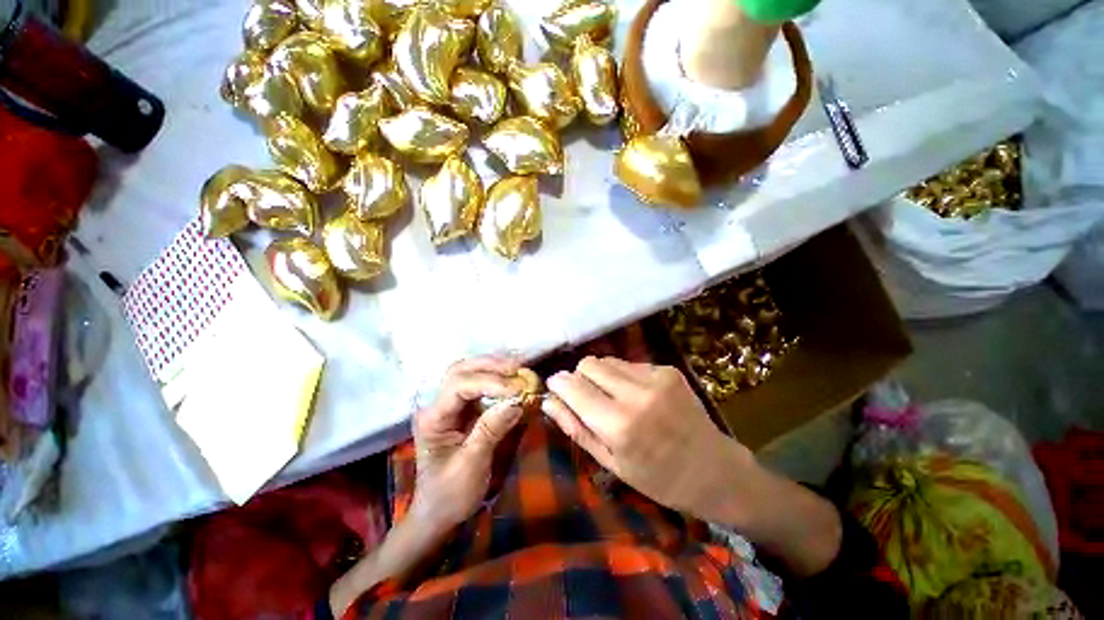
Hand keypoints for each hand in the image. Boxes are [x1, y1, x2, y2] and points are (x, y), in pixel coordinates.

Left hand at [409, 357, 526, 534]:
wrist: (438, 513)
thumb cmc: (450, 494)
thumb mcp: (471, 465)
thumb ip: (491, 430)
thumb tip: (516, 401)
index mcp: (433, 419)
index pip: (459, 386)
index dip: (488, 382)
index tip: (515, 388)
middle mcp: (437, 405)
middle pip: (460, 370)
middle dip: (489, 366)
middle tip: (517, 368)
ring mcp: (449, 405)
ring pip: (467, 372)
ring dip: (492, 367)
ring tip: (516, 369)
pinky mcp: (461, 410)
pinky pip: (477, 384)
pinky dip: (494, 378)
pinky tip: (510, 379)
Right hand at [543, 357, 755, 519]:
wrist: (715, 470)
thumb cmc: (658, 479)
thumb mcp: (611, 463)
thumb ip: (576, 428)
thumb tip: (548, 401)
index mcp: (618, 425)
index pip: (573, 386)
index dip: (558, 383)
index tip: (555, 387)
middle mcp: (635, 394)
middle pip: (588, 364)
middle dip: (580, 377)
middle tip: (587, 397)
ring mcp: (655, 378)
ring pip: (607, 360)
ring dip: (601, 375)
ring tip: (613, 398)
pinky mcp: (667, 370)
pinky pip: (629, 364)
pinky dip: (623, 376)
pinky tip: (637, 396)